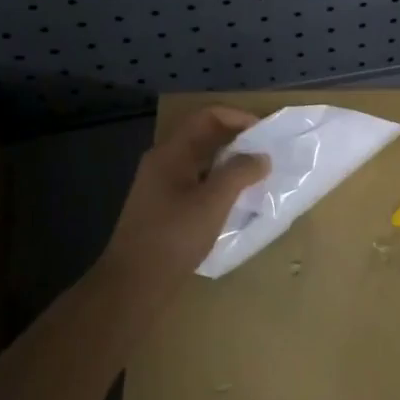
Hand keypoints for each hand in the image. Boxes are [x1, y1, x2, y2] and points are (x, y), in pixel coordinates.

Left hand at [95, 107, 269, 295]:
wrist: (133, 283)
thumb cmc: (173, 236)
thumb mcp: (213, 202)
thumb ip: (239, 173)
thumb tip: (261, 157)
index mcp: (171, 153)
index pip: (206, 116)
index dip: (237, 117)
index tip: (264, 133)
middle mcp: (162, 162)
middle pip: (203, 136)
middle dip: (236, 140)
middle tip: (265, 154)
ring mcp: (160, 186)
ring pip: (200, 162)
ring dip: (228, 163)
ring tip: (256, 177)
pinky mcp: (162, 208)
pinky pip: (195, 183)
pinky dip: (217, 183)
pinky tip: (234, 202)